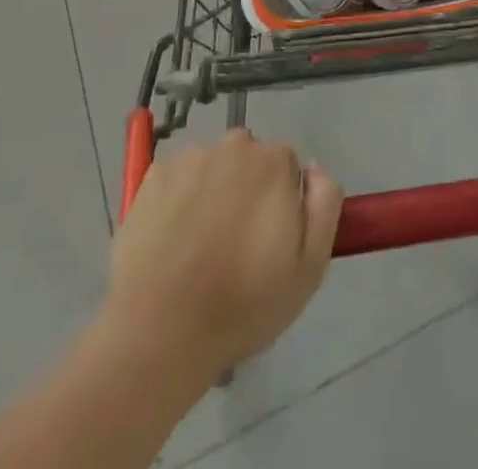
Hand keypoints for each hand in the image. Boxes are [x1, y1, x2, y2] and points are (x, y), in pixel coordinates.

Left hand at [105, 129, 341, 382]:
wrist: (159, 332)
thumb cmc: (242, 303)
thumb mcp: (309, 267)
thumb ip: (324, 205)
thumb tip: (314, 170)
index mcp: (274, 161)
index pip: (287, 168)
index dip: (281, 204)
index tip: (268, 242)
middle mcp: (233, 145)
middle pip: (248, 162)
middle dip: (247, 193)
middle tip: (235, 247)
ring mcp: (189, 158)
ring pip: (212, 169)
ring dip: (212, 194)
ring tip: (199, 250)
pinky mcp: (152, 176)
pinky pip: (177, 179)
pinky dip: (178, 201)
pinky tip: (171, 243)